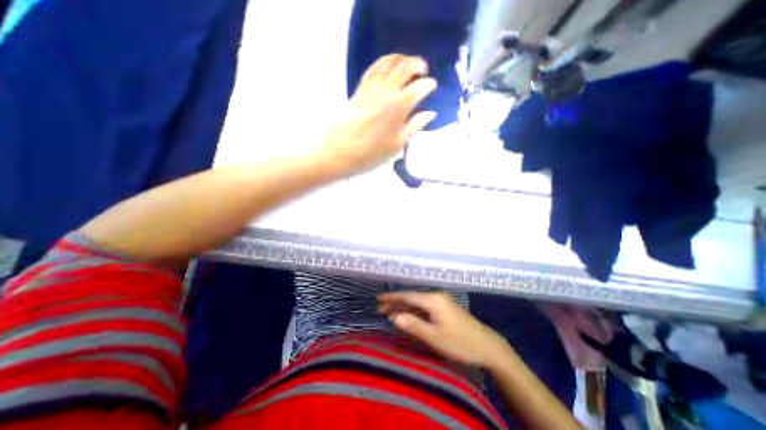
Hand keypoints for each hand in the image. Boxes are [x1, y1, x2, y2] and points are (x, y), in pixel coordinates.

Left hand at [320, 53, 436, 173]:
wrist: (342, 153)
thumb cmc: (372, 153)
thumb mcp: (397, 145)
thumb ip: (415, 126)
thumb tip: (430, 113)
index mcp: (398, 107)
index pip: (418, 88)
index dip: (428, 85)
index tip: (432, 86)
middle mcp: (386, 92)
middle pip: (404, 67)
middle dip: (418, 64)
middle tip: (423, 71)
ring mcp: (371, 88)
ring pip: (388, 62)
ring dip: (402, 58)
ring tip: (408, 65)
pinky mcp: (360, 89)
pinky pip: (373, 68)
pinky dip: (384, 62)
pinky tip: (388, 66)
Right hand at [377, 294, 509, 367]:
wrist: (488, 347)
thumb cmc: (460, 342)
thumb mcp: (434, 336)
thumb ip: (413, 325)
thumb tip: (394, 317)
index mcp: (433, 300)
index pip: (408, 296)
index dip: (392, 298)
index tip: (379, 299)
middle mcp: (437, 296)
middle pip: (412, 298)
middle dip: (396, 303)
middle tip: (380, 308)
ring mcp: (442, 302)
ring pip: (418, 303)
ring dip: (405, 307)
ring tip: (390, 311)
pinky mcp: (446, 308)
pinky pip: (425, 307)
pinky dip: (415, 311)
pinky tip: (408, 315)